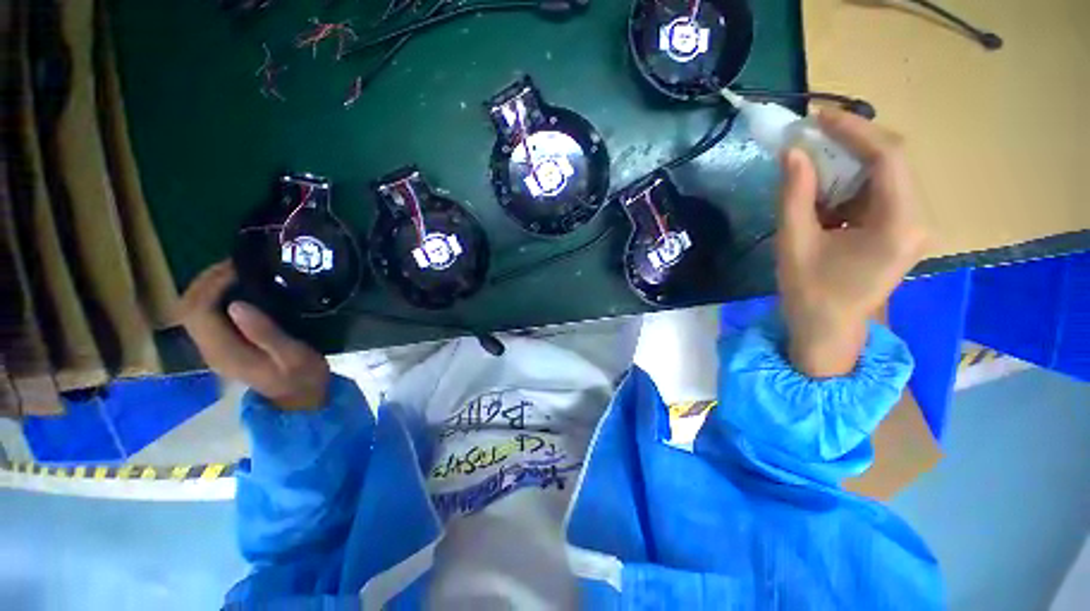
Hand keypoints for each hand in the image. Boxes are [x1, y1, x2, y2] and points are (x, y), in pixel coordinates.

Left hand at [179, 261, 329, 409]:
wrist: (300, 399)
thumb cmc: (302, 376)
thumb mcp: (293, 355)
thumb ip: (265, 333)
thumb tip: (236, 305)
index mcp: (225, 351)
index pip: (199, 311)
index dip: (212, 284)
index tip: (239, 268)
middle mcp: (210, 348)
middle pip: (189, 308)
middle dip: (205, 280)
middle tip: (236, 263)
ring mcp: (214, 348)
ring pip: (193, 310)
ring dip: (208, 286)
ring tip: (236, 271)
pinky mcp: (223, 345)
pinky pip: (206, 315)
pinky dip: (215, 296)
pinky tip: (237, 289)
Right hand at [776, 108, 927, 377]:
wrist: (829, 329)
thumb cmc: (809, 293)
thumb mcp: (794, 243)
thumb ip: (794, 196)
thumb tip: (792, 152)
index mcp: (899, 225)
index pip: (888, 159)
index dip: (855, 130)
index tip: (819, 117)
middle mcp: (917, 219)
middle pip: (892, 162)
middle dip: (852, 144)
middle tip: (812, 137)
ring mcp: (912, 224)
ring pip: (886, 174)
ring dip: (849, 163)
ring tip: (813, 162)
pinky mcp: (901, 229)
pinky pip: (879, 192)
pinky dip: (850, 183)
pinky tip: (824, 191)